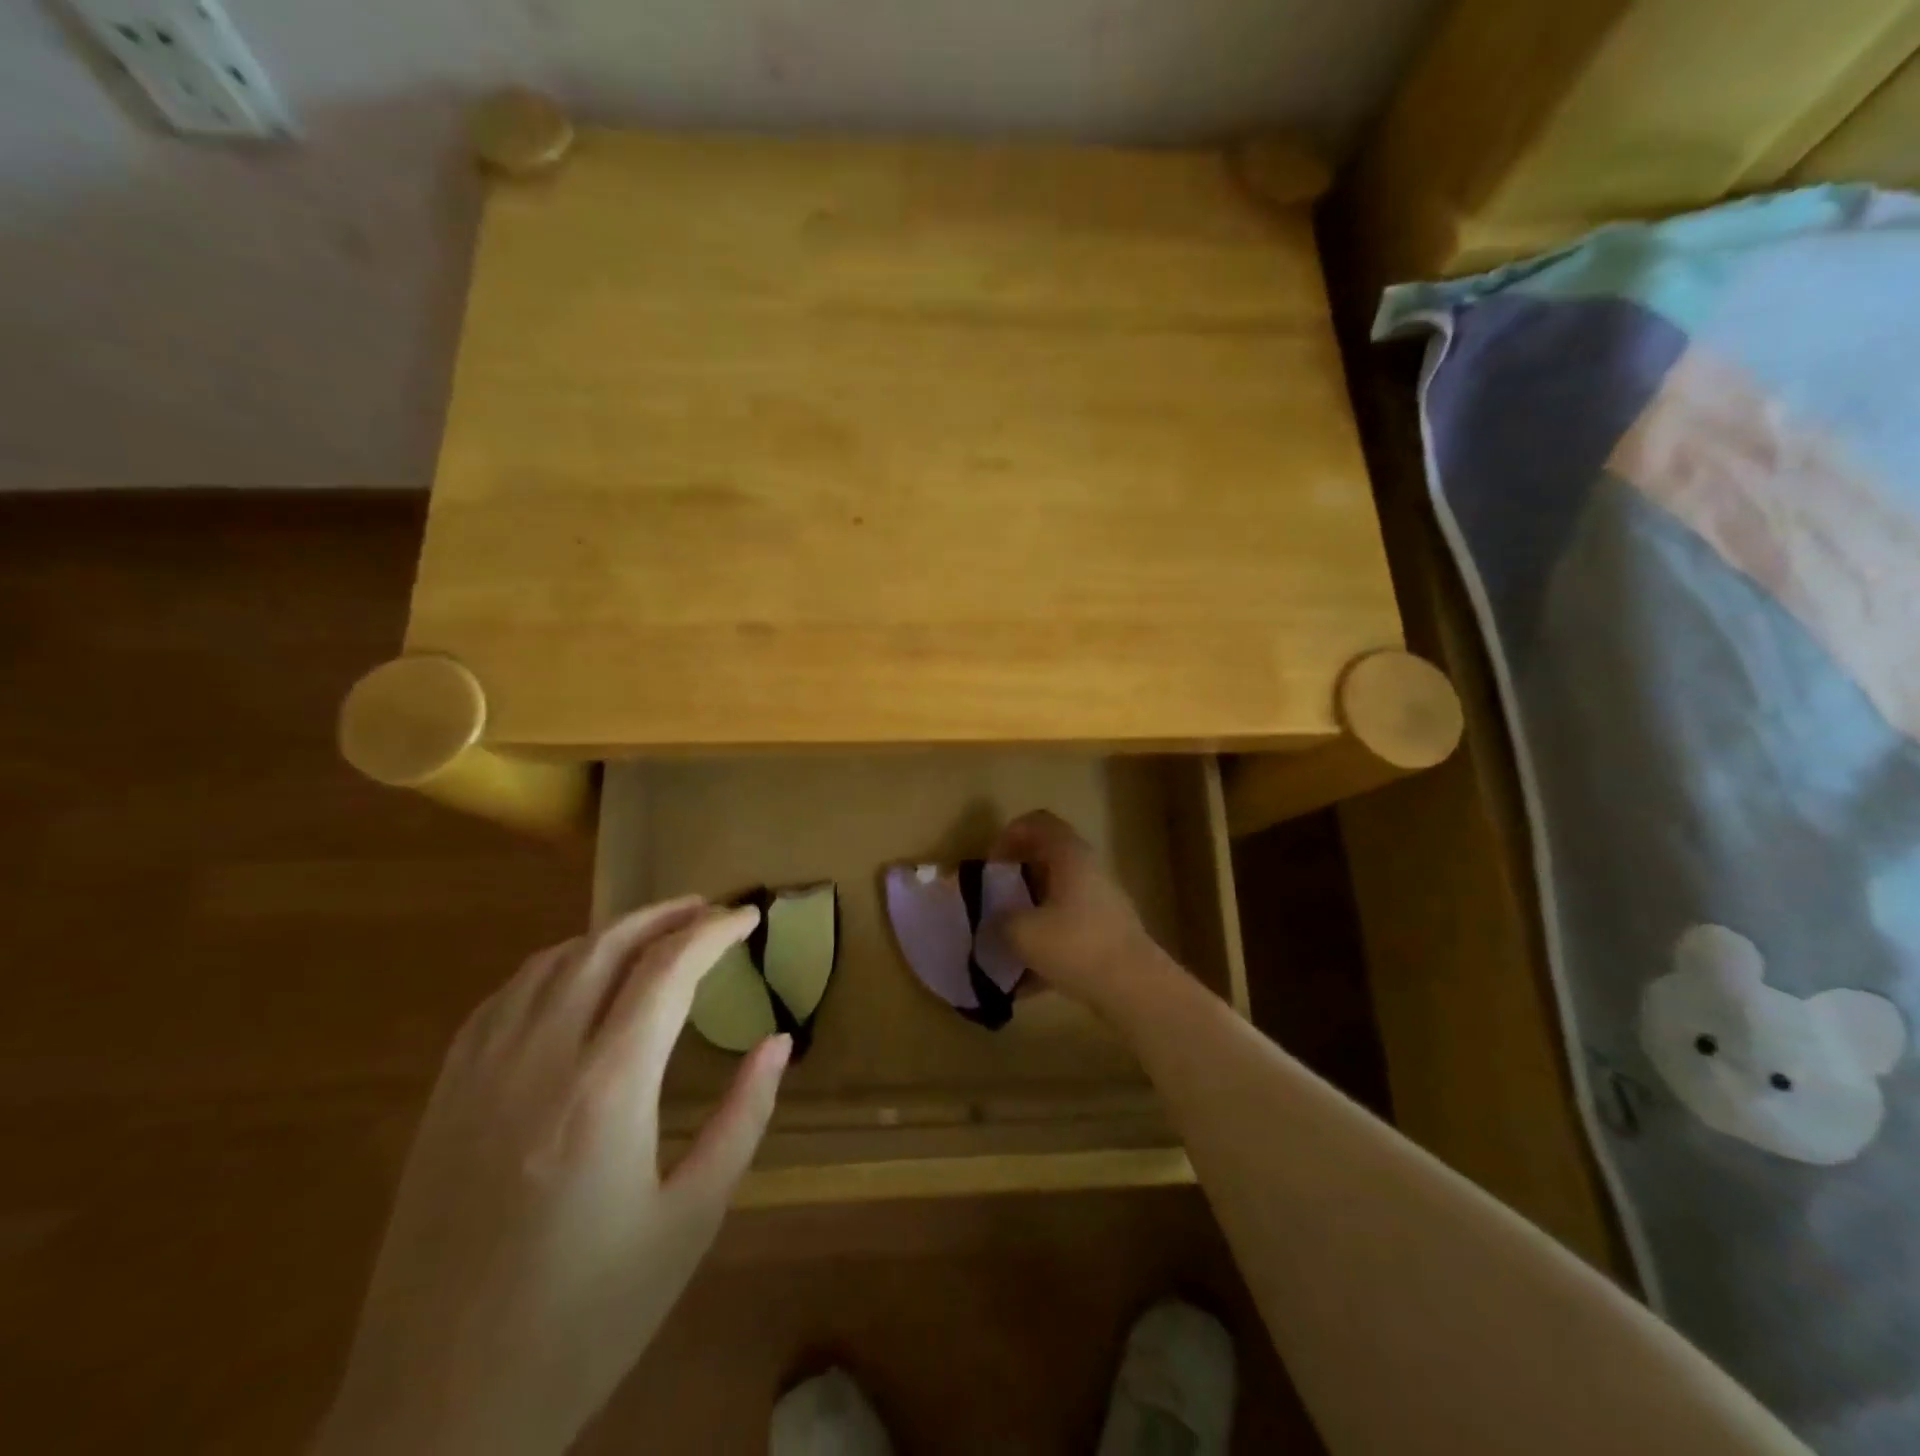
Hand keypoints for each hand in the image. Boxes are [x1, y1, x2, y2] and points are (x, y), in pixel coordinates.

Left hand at [314, 900, 790, 1455]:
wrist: (437, 1416)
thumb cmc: (587, 1319)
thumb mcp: (690, 1221)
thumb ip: (742, 1118)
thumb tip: (777, 1043)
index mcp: (607, 1090)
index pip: (668, 970)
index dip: (714, 931)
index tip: (749, 916)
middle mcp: (539, 1061)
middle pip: (606, 947)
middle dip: (665, 915)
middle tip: (709, 909)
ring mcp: (479, 1076)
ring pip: (550, 963)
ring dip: (609, 934)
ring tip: (653, 933)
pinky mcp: (442, 1100)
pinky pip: (501, 1000)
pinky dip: (551, 967)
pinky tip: (573, 979)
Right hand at [992, 810, 1178, 1015]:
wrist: (1134, 988)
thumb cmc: (1076, 946)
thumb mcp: (1022, 932)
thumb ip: (999, 921)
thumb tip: (992, 922)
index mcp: (1070, 856)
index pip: (1038, 823)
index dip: (1010, 835)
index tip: (992, 865)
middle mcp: (1088, 870)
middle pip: (1047, 859)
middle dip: (1017, 877)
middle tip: (994, 900)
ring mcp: (1101, 902)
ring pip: (1057, 895)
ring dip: (1030, 911)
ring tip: (1006, 940)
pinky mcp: (1107, 934)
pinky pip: (1068, 927)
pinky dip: (1045, 941)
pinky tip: (1026, 978)